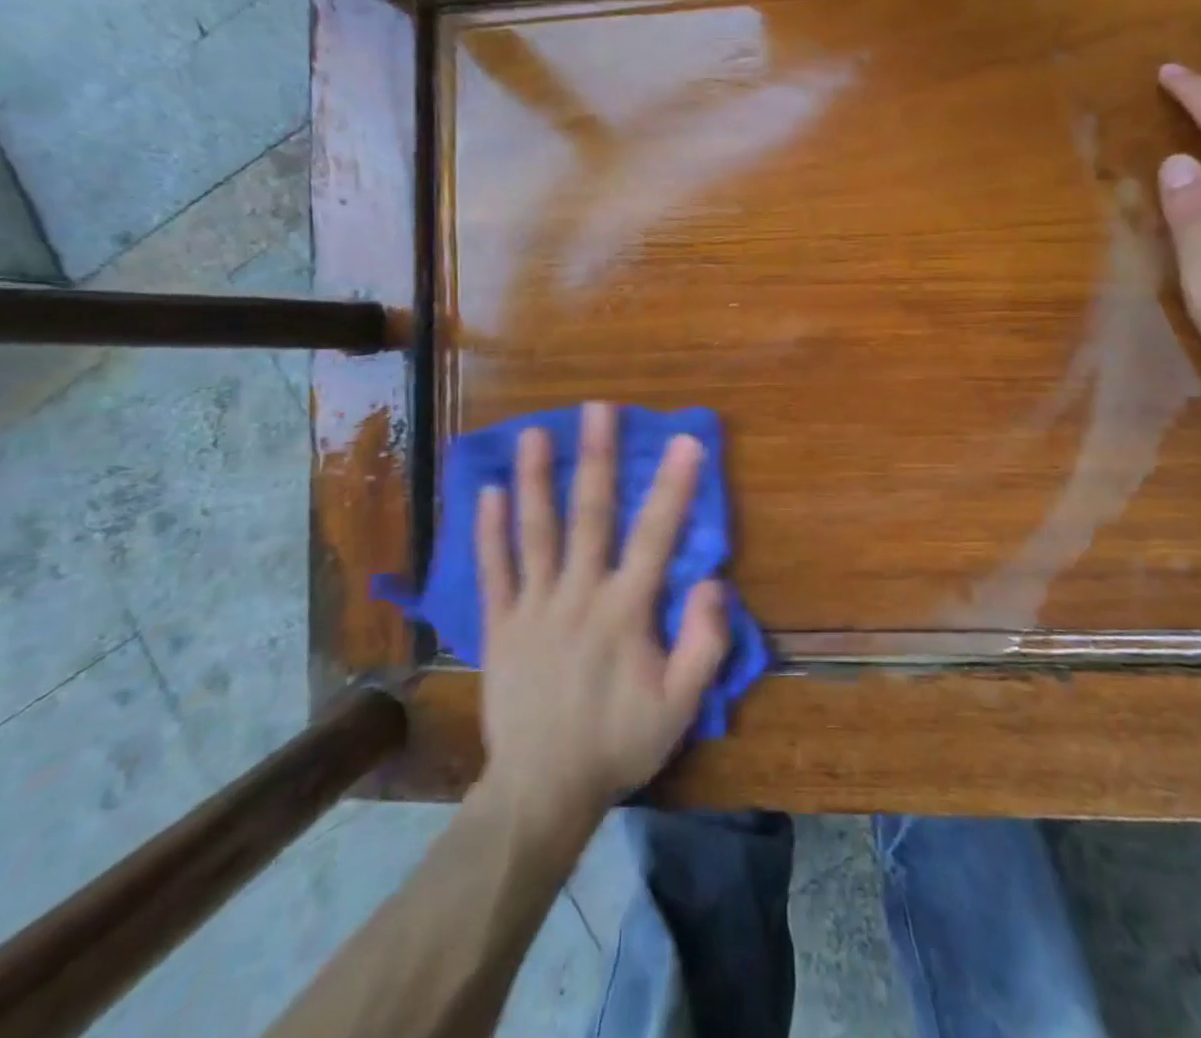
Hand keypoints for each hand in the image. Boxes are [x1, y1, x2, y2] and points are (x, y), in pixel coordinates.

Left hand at [476, 403, 729, 835]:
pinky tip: (487, 494)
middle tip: (596, 409)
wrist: (542, 791)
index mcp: (625, 611)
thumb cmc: (618, 743)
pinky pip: (493, 571)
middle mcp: (578, 594)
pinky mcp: (499, 625)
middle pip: (590, 516)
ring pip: (535, 532)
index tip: (684, 441)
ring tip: (534, 434)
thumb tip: (713, 582)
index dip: (673, 487)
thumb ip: (704, 644)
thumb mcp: (680, 707)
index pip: (655, 536)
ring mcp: (533, 607)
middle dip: (596, 459)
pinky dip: (489, 532)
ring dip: (536, 480)